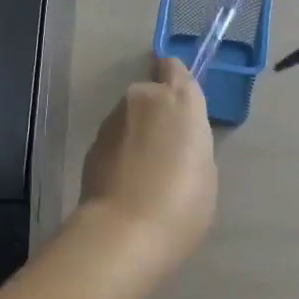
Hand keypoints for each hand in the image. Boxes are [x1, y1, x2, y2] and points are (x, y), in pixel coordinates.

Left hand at [79, 57, 218, 266]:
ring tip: (145, 173)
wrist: (125, 231)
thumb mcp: (205, 169)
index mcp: (179, 99)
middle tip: (165, 149)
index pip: (173, 67)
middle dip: (155, 113)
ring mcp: (113, 119)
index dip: (174, 79)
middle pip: (149, 94)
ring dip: (136, 134)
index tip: (178, 100)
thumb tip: (174, 141)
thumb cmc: (183, 201)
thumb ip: (190, 140)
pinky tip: (126, 184)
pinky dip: (120, 153)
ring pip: (129, 117)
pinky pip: (114, 140)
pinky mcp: (92, 143)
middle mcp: (142, 98)